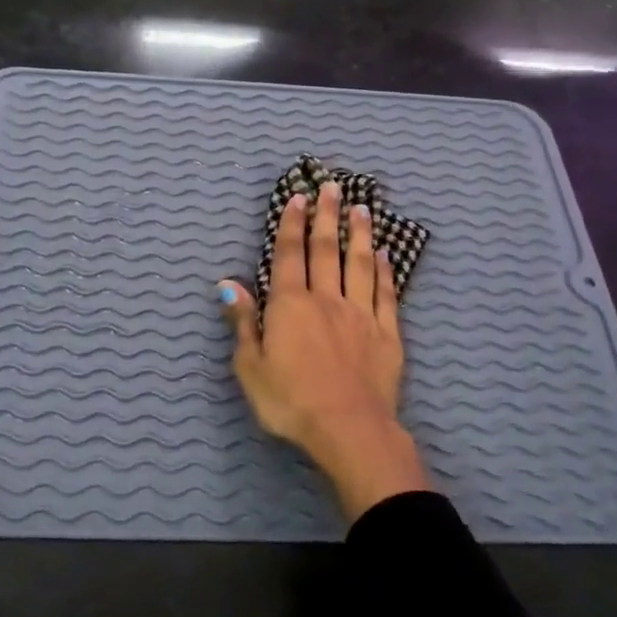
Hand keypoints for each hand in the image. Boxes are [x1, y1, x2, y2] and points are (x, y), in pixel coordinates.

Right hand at [220, 181, 431, 520]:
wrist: (348, 429)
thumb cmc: (290, 401)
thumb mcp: (251, 367)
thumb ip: (243, 322)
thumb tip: (228, 284)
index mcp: (290, 306)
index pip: (290, 255)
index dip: (292, 225)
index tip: (299, 198)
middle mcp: (326, 300)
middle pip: (326, 250)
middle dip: (327, 216)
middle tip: (333, 187)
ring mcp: (360, 315)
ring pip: (360, 265)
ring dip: (359, 234)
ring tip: (362, 208)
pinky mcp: (387, 334)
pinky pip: (386, 294)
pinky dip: (385, 271)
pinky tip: (385, 255)